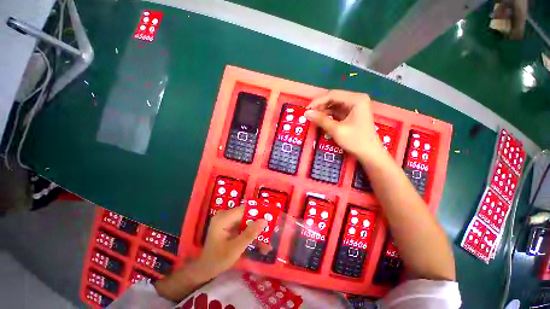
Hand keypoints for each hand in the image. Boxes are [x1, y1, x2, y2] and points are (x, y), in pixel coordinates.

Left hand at [197, 207, 267, 278]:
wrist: (205, 269)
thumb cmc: (218, 260)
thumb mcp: (235, 248)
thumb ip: (250, 234)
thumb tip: (264, 220)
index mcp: (223, 218)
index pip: (244, 209)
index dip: (258, 212)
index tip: (270, 217)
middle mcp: (224, 215)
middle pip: (246, 214)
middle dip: (257, 222)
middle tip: (270, 229)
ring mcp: (226, 219)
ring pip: (245, 219)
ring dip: (255, 228)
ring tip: (266, 238)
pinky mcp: (228, 224)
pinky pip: (242, 224)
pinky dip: (250, 231)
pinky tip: (257, 239)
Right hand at [304, 90, 384, 160]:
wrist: (369, 154)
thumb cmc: (355, 141)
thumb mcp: (336, 130)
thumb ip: (321, 120)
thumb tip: (306, 113)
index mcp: (356, 99)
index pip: (333, 95)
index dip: (318, 101)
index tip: (306, 109)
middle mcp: (356, 99)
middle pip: (334, 98)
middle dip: (320, 106)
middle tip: (309, 114)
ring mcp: (355, 106)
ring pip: (334, 104)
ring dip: (323, 110)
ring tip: (314, 117)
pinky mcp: (352, 113)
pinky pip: (337, 110)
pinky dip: (329, 114)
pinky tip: (321, 119)